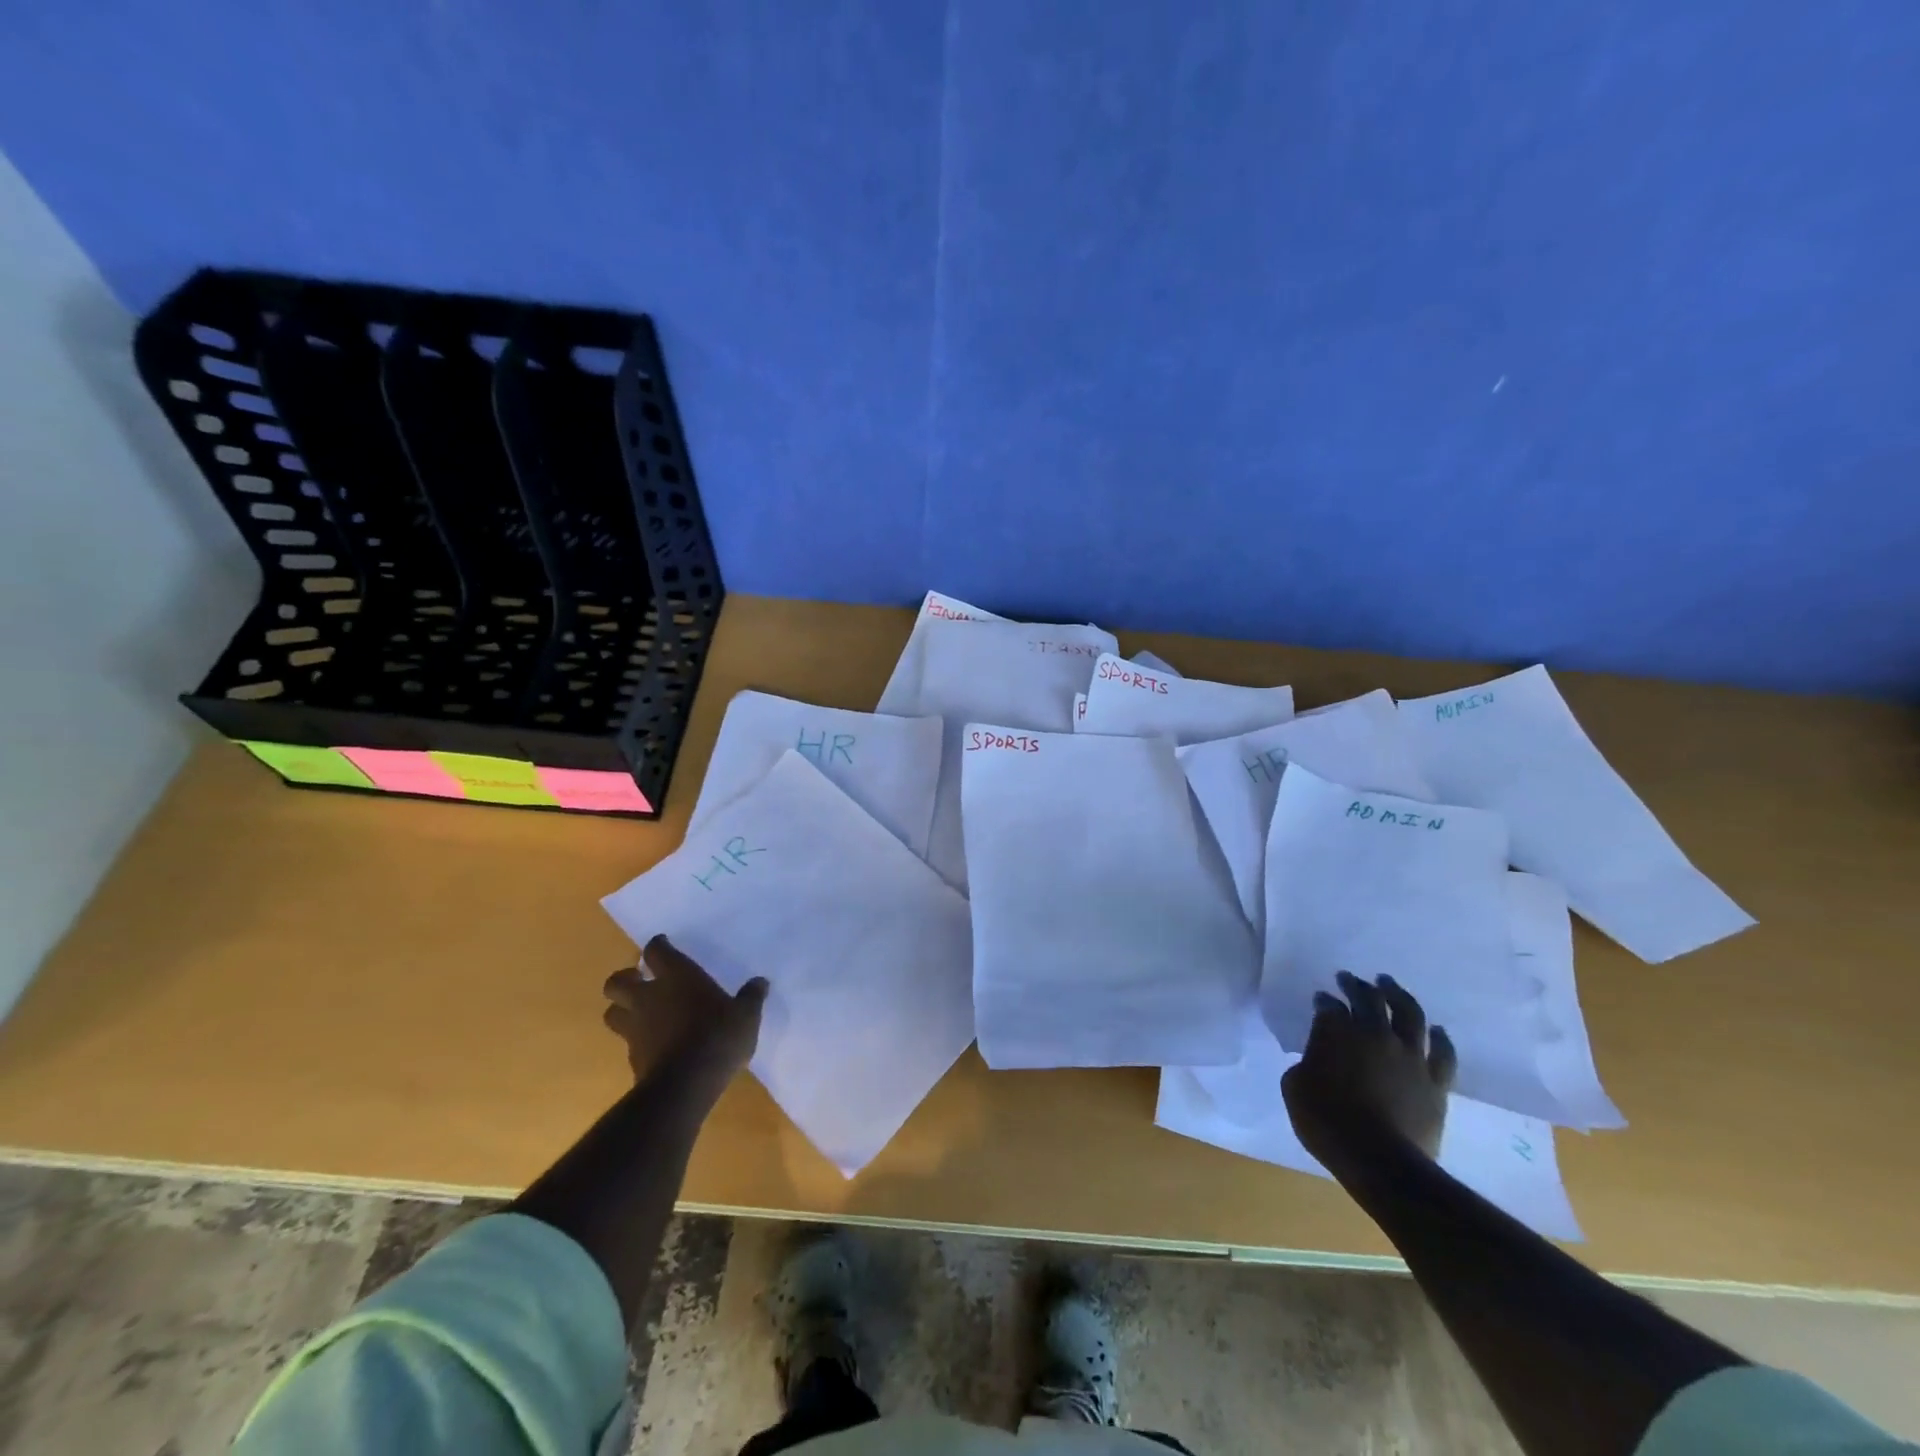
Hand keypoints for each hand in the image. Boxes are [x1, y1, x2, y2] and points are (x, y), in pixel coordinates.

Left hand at [602, 936, 766, 1102]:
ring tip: (637, 1013)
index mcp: (677, 977)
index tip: (663, 945)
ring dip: (621, 1010)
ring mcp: (636, 1028)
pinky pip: (626, 1043)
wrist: (686, 1084)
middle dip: (625, 979)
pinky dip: (635, 1041)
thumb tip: (761, 982)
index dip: (657, 946)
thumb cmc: (718, 1036)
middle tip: (639, 981)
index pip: (656, 951)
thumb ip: (751, 997)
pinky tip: (652, 1045)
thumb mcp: (746, 1015)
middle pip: (616, 982)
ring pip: (612, 1013)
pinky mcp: (633, 1058)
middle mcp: (649, 997)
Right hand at [1281, 971, 1456, 1176]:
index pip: (1329, 1006)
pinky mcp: (1435, 1081)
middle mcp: (1375, 1034)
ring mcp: (1410, 1056)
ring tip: (1389, 985)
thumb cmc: (1327, 1121)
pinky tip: (1436, 1030)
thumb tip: (1317, 1059)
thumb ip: (1306, 1063)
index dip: (1324, 1001)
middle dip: (1356, 986)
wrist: (1379, 1160)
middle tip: (1349, 978)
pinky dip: (1440, 1038)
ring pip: (1409, 1013)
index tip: (1321, 999)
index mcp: (1336, 1032)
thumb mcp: (1295, 1087)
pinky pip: (1443, 1053)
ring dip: (1398, 995)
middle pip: (1368, 999)